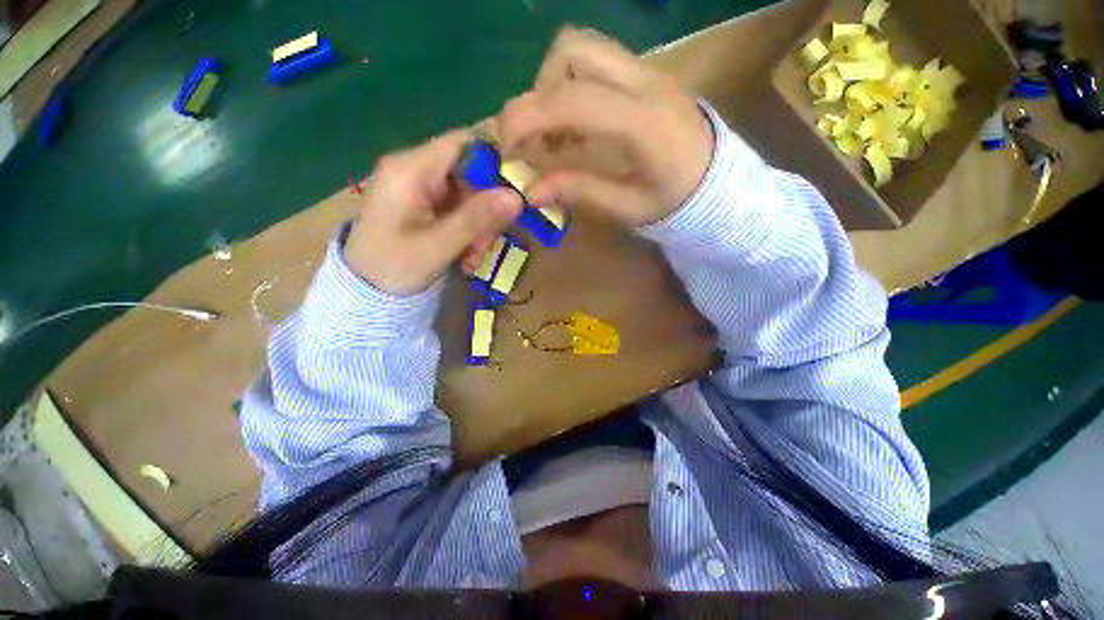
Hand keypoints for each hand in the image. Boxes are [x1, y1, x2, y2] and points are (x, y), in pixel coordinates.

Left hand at [344, 131, 522, 295]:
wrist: (366, 292)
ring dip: (479, 227)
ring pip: (468, 196)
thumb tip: (517, 197)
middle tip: (488, 243)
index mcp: (410, 169)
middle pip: (470, 174)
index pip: (463, 143)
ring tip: (473, 258)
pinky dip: (468, 232)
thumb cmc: (393, 267)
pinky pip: (458, 210)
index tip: (517, 189)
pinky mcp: (424, 205)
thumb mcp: (439, 246)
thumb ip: (477, 219)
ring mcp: (420, 188)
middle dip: (486, 209)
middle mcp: (415, 170)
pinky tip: (465, 257)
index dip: (495, 160)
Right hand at [498, 27, 714, 226]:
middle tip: (533, 137)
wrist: (720, 183)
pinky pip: (596, 63)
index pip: (572, 100)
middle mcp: (644, 82)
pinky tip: (576, 125)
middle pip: (571, 50)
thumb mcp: (627, 207)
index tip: (504, 146)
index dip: (527, 118)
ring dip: (553, 85)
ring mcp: (647, 71)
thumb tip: (531, 190)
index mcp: (643, 123)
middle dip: (537, 92)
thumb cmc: (676, 202)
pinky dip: (571, 86)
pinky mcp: (646, 74)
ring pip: (582, 48)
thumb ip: (579, 191)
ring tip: (555, 132)